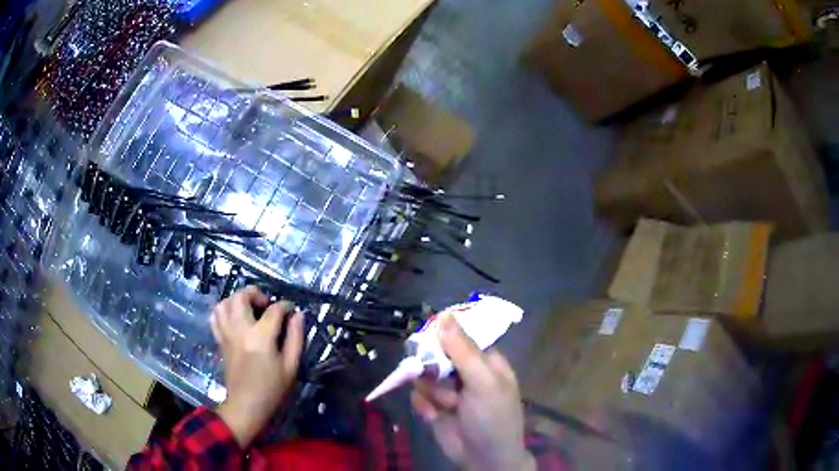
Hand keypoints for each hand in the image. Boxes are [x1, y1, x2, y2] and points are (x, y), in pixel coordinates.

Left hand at [210, 287, 303, 446]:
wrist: (246, 405)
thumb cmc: (272, 389)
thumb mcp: (291, 366)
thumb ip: (296, 338)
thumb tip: (298, 316)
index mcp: (261, 337)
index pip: (274, 310)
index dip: (286, 306)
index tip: (292, 310)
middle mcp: (240, 330)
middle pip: (241, 296)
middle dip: (255, 293)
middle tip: (266, 304)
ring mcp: (227, 334)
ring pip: (225, 302)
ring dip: (237, 299)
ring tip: (249, 309)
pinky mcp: (220, 340)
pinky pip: (215, 316)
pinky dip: (223, 310)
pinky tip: (234, 317)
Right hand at [411, 314, 534, 470]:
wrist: (483, 460)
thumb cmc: (492, 418)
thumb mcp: (482, 382)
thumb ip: (463, 350)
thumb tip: (443, 314)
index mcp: (485, 361)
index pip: (461, 335)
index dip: (443, 333)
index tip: (427, 334)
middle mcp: (466, 372)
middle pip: (437, 353)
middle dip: (431, 365)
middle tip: (430, 373)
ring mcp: (448, 390)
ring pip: (424, 375)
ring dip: (430, 389)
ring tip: (445, 404)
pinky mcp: (433, 407)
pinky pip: (418, 395)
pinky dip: (424, 405)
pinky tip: (435, 415)